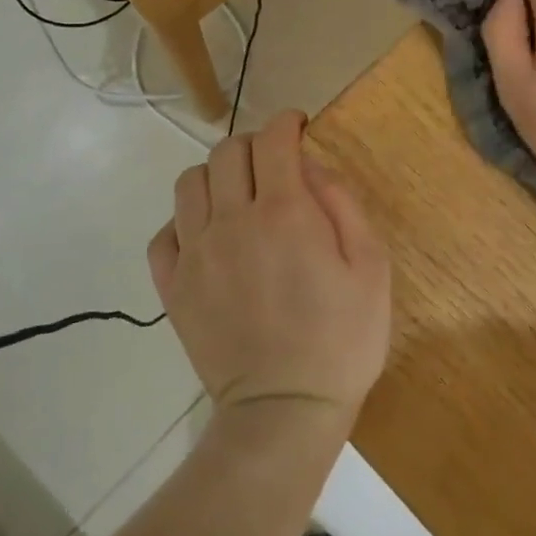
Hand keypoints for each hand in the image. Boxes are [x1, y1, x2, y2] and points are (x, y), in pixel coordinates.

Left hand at [147, 111, 390, 428]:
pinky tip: (207, 237)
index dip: (285, 122)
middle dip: (253, 145)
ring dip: (215, 176)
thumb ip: (342, 205)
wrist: (285, 412)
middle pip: (226, 152)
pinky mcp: (173, 287)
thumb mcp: (371, 267)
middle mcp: (232, 221)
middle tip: (274, 165)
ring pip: (188, 183)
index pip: (272, 140)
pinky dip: (184, 222)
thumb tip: (311, 168)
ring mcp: (196, 254)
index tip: (297, 126)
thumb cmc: (342, 339)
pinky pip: (163, 234)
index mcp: (284, 212)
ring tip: (237, 197)